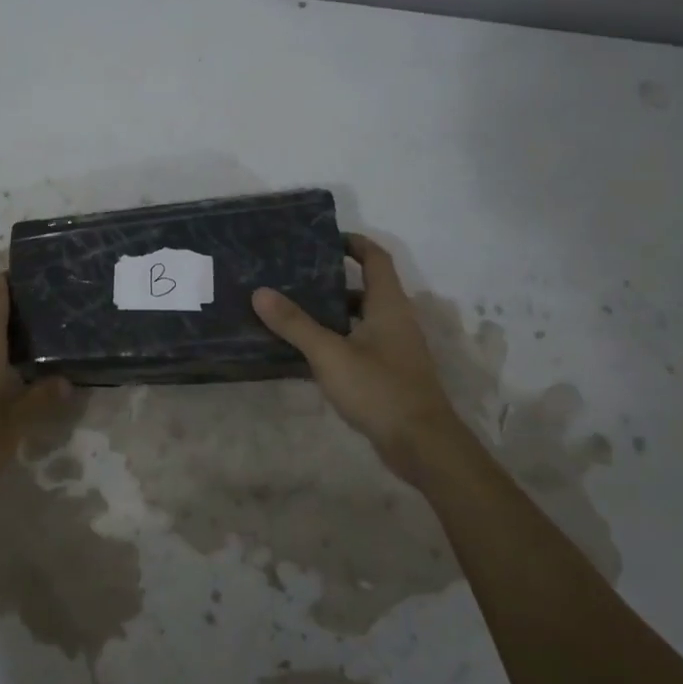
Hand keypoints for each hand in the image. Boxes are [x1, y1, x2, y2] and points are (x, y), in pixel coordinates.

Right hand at [252, 234, 463, 473]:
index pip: (376, 259)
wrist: (421, 444)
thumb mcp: (330, 354)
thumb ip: (295, 324)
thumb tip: (260, 292)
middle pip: (367, 288)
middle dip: (333, 281)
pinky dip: (338, 340)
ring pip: (362, 319)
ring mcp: (396, 349)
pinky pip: (361, 344)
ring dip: (333, 313)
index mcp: (389, 305)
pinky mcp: (390, 373)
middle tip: (295, 278)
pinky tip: (309, 352)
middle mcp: (397, 320)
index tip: (324, 239)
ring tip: (294, 312)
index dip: (354, 243)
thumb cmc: (379, 389)